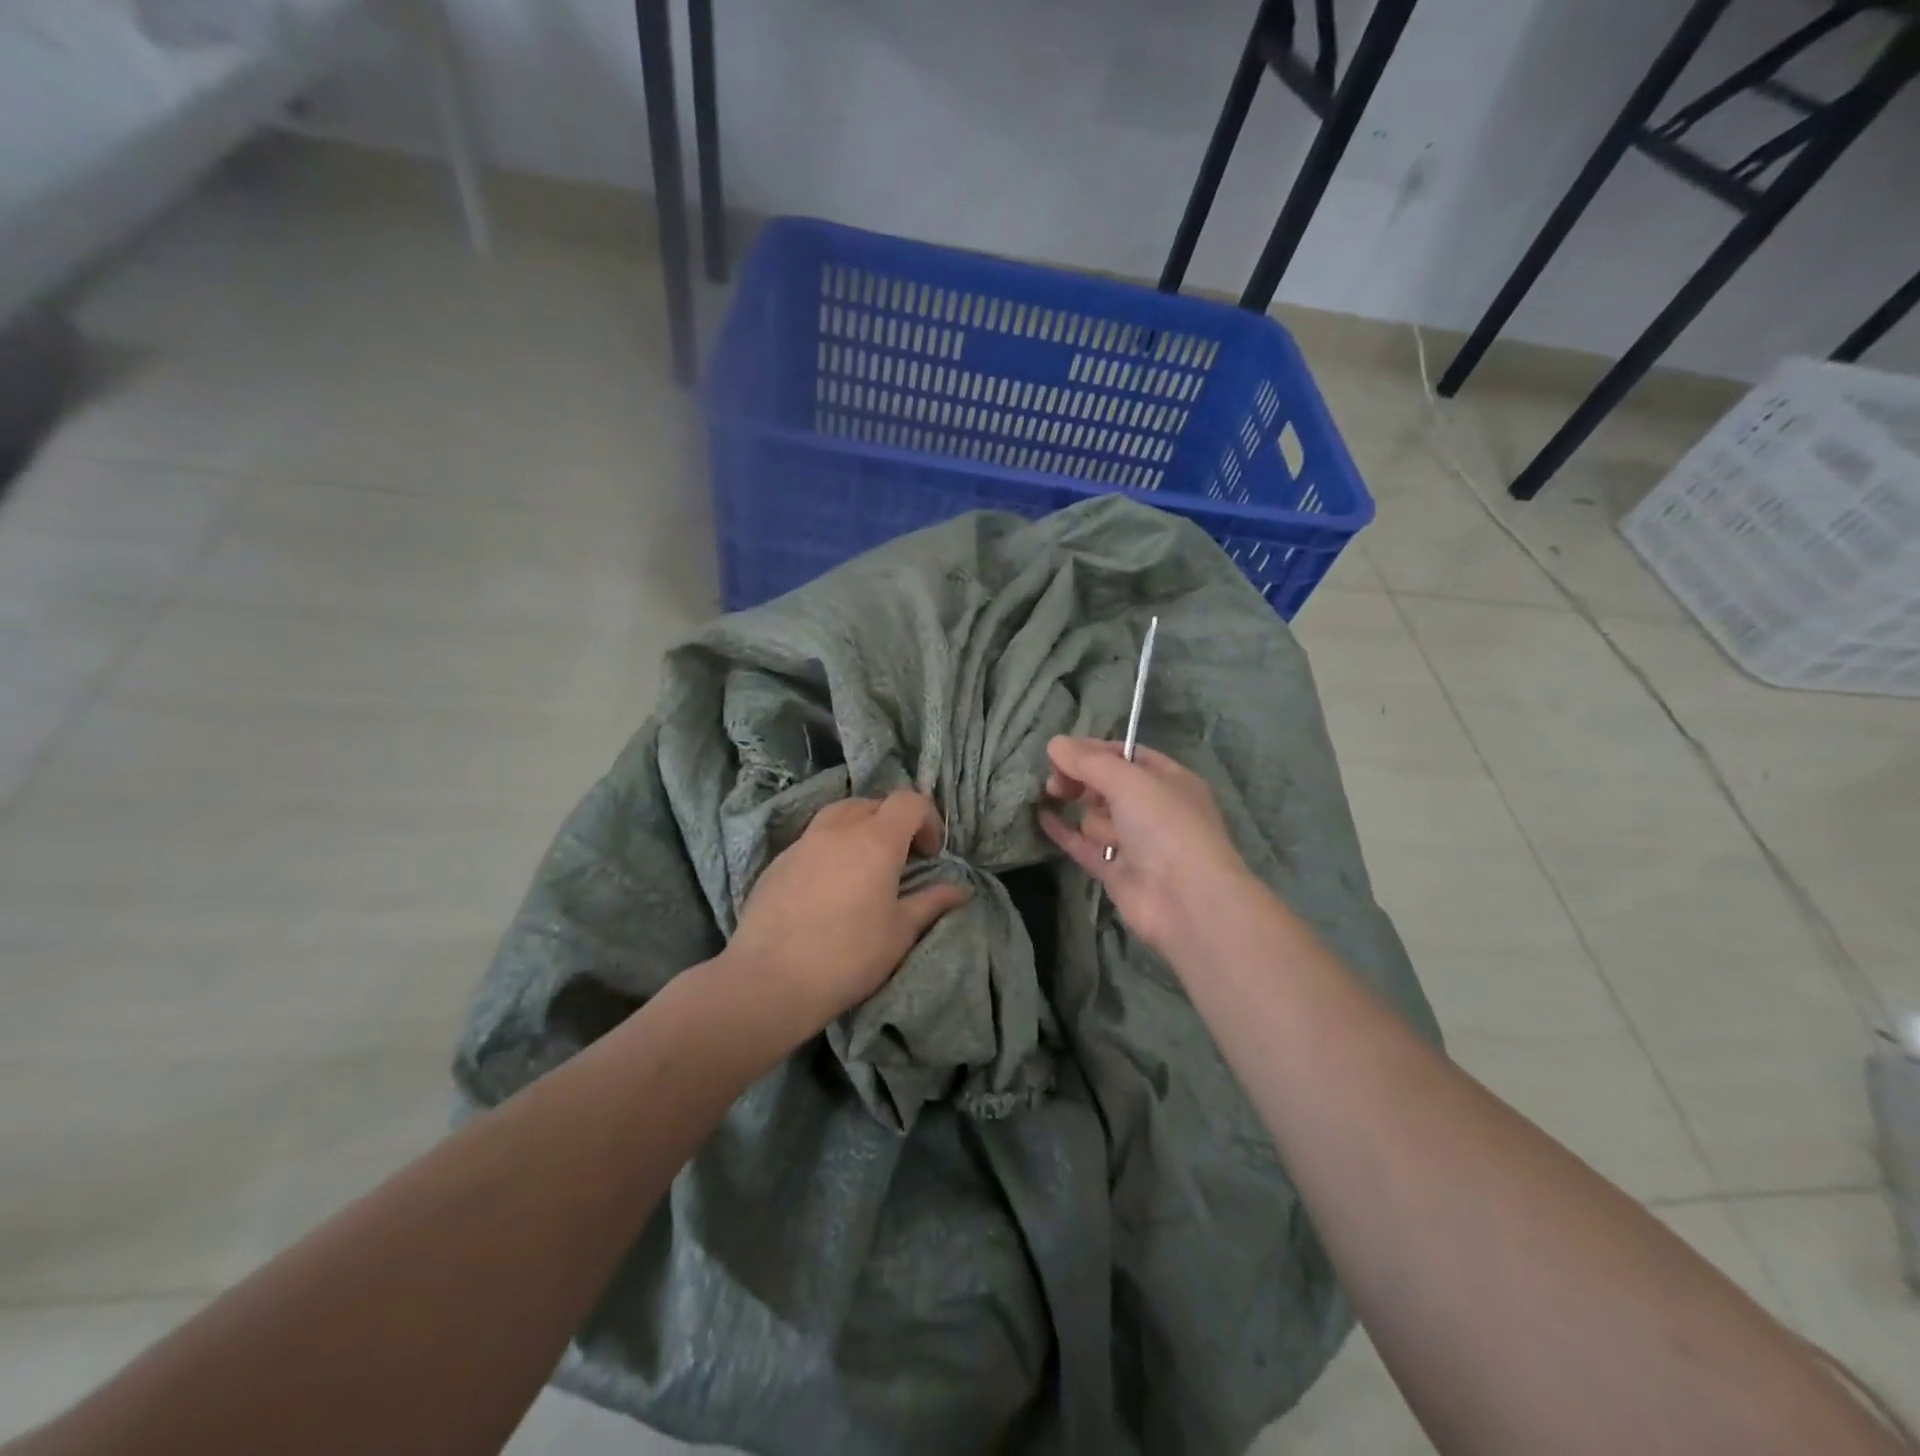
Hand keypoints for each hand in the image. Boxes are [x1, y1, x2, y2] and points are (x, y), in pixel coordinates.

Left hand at [726, 790, 970, 1036]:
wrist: (770, 980)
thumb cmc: (848, 956)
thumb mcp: (900, 932)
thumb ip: (932, 902)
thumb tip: (961, 889)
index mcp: (876, 840)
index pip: (909, 801)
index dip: (928, 820)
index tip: (931, 855)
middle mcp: (838, 829)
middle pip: (873, 803)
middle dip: (894, 823)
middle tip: (901, 860)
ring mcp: (803, 842)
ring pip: (839, 814)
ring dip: (860, 829)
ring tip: (863, 867)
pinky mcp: (778, 861)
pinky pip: (813, 839)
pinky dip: (830, 848)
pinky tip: (829, 887)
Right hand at [1038, 735, 1256, 960]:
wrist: (1185, 900)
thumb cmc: (1165, 826)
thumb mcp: (1129, 781)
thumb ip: (1088, 762)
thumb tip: (1054, 743)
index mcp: (1169, 779)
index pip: (1125, 754)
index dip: (1092, 751)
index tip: (1059, 752)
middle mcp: (1154, 808)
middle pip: (1106, 785)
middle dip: (1082, 781)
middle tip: (1056, 783)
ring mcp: (1135, 841)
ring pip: (1096, 817)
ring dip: (1094, 821)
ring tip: (1108, 837)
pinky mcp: (1115, 870)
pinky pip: (1083, 844)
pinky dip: (1064, 831)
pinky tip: (1042, 817)